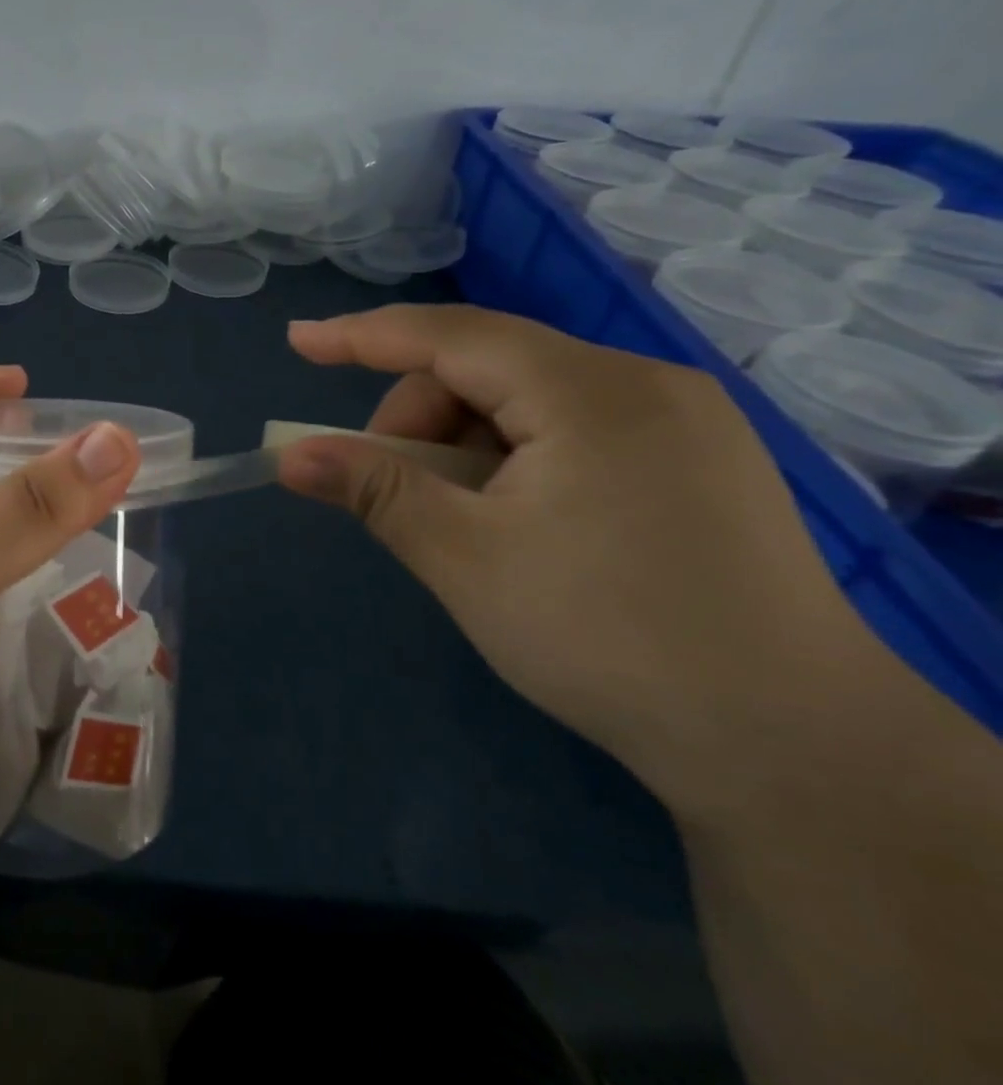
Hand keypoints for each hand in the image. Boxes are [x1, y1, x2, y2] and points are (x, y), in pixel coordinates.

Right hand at [276, 304, 903, 824]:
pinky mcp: (698, 459)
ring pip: (531, 399)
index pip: (450, 336)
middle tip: (398, 494)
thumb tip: (291, 456)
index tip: (298, 341)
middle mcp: (644, 383)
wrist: (793, 748)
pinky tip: (520, 520)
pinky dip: (518, 458)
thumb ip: (373, 490)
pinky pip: (575, 427)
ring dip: (469, 445)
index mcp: (591, 392)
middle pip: (490, 367)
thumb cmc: (606, 638)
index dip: (362, 335)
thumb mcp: (464, 558)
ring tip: (466, 522)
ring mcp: (682, 420)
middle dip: (422, 419)